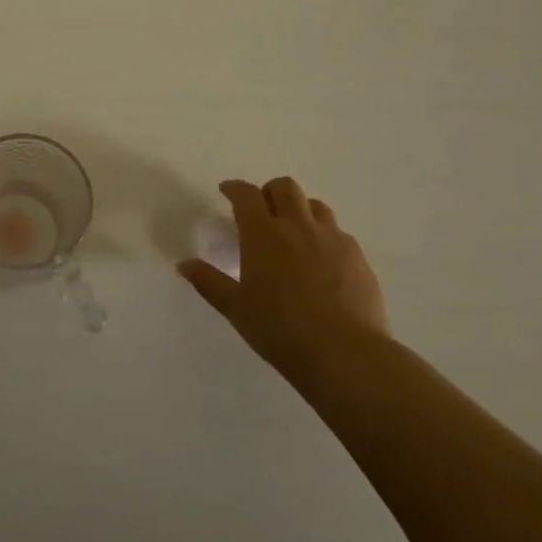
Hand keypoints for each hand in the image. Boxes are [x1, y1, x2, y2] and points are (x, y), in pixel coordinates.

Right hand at [177, 176, 388, 378]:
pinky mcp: (358, 257)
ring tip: (294, 231)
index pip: (246, 195)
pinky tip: (322, 260)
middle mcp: (298, 226)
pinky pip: (339, 233)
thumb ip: (208, 282)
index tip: (227, 191)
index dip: (234, 188)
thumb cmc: (280, 329)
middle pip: (284, 188)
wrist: (345, 354)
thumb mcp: (236, 308)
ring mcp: (332, 239)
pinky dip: (325, 236)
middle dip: (269, 192)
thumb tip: (184, 264)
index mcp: (263, 233)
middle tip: (262, 211)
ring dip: (300, 210)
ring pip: (316, 206)